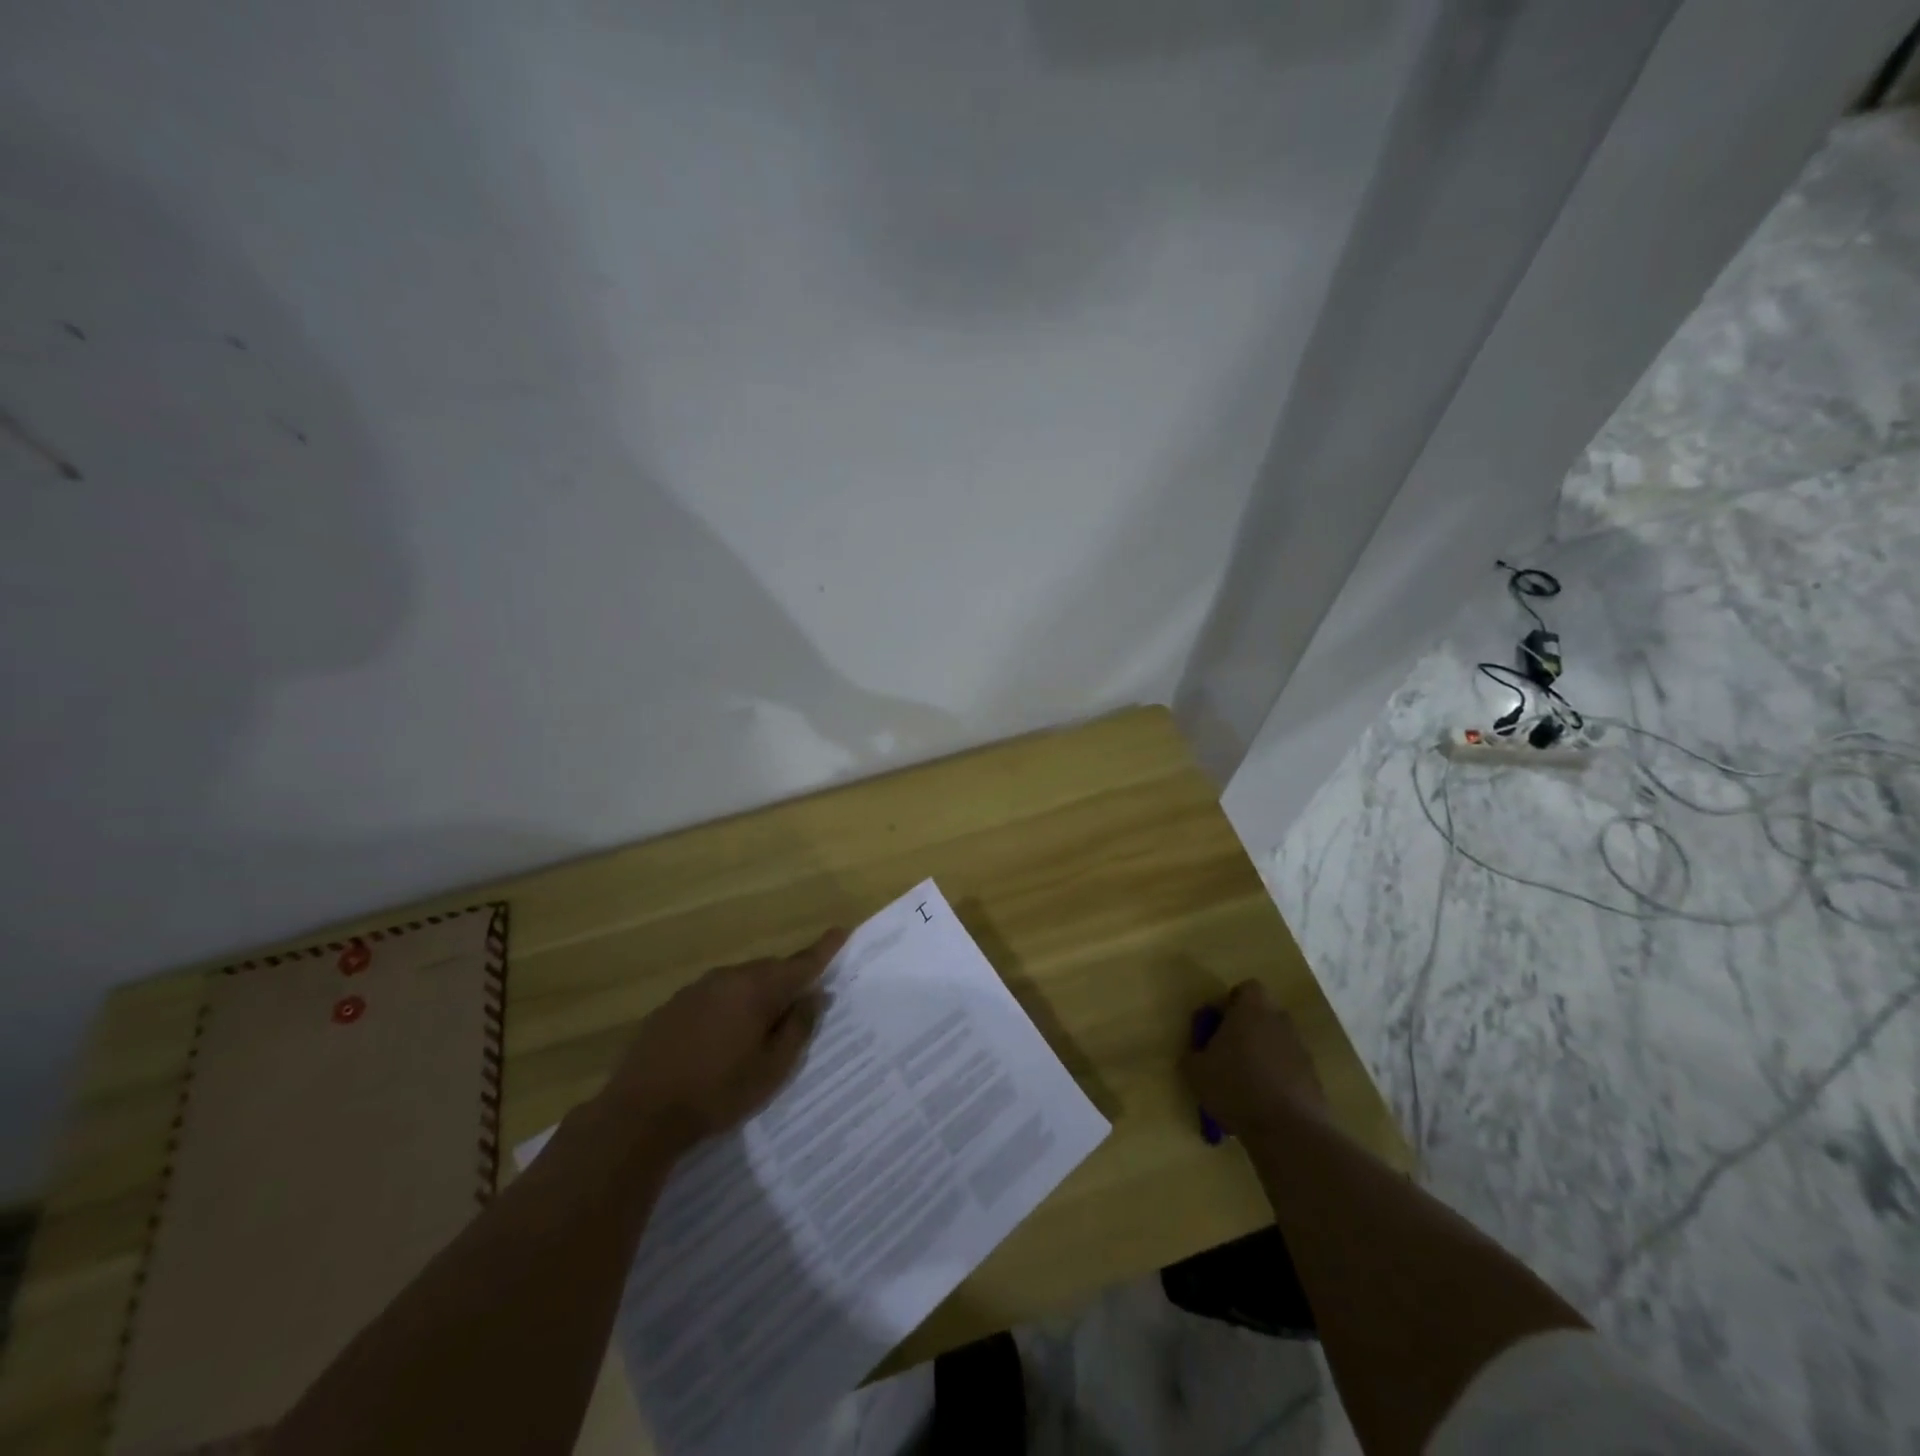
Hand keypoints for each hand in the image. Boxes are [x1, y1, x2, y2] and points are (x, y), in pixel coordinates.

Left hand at [600, 928, 848, 1156]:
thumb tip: (815, 996)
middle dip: (788, 981)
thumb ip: (798, 1028)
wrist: (640, 1113)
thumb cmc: (717, 1092)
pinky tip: (721, 1037)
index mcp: (757, 989)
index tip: (841, 931)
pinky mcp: (672, 1006)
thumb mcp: (771, 1069)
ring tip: (761, 1027)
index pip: (801, 963)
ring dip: (756, 996)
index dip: (824, 949)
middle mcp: (728, 978)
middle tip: (802, 1004)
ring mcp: (696, 989)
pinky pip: (713, 996)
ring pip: (739, 982)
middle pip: (769, 970)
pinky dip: (727, 1007)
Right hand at [1182, 980, 1325, 1137]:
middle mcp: (1280, 1021)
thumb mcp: (1196, 1070)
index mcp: (1252, 1009)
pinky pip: (1289, 1068)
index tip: (1218, 1026)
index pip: (1246, 989)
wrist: (1288, 1131)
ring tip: (1244, 1083)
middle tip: (1227, 1054)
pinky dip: (1278, 1078)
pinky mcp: (1314, 1077)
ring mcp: (1301, 1049)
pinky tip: (1263, 1102)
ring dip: (1262, 1054)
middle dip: (1246, 1029)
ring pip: (1276, 1042)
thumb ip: (1194, 1052)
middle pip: (1263, 1015)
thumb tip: (1199, 1050)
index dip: (1231, 1004)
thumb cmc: (1235, 1087)